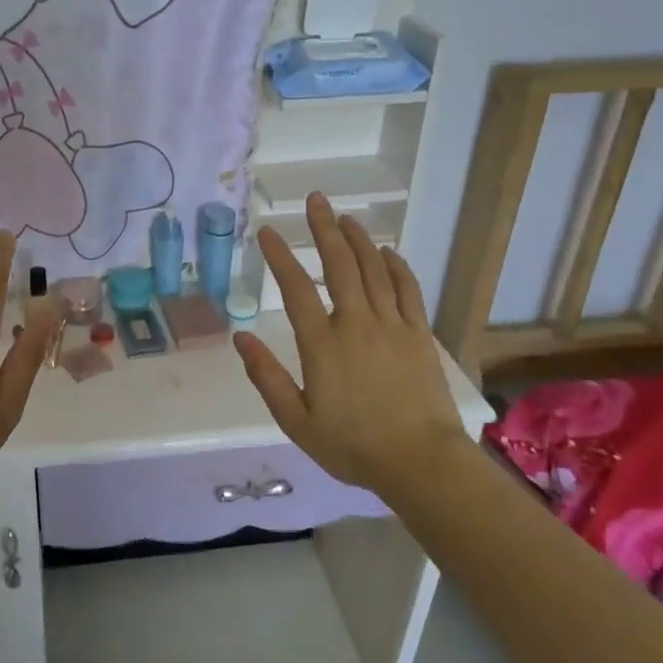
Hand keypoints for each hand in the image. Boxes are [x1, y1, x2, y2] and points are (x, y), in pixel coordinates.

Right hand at [234, 192, 464, 494]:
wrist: (421, 462)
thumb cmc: (353, 446)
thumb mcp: (297, 421)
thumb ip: (267, 377)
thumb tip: (240, 337)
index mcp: (322, 344)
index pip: (296, 288)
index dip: (280, 256)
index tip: (268, 231)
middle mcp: (356, 324)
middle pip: (339, 265)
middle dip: (324, 228)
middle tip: (315, 199)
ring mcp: (392, 325)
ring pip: (373, 270)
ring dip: (358, 239)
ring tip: (345, 217)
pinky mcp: (419, 334)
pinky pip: (407, 289)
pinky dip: (396, 266)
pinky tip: (387, 252)